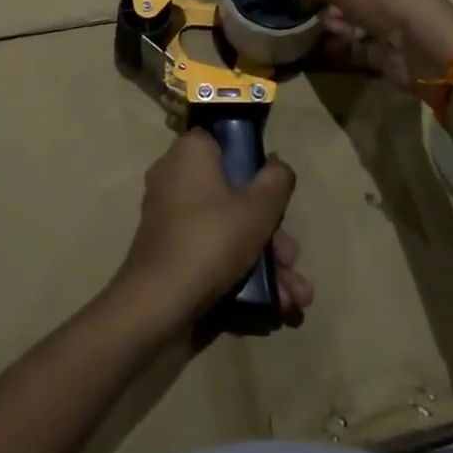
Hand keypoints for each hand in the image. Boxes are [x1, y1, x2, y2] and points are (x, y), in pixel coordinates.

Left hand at [113, 129, 312, 333]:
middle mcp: (175, 179)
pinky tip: (275, 306)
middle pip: (234, 195)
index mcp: (190, 153)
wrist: (156, 310)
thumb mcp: (257, 208)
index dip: (254, 164)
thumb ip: (276, 181)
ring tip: (296, 296)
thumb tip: (278, 165)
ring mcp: (171, 220)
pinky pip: (211, 254)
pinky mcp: (170, 256)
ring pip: (227, 230)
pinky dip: (241, 275)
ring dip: (265, 262)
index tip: (276, 193)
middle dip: (271, 232)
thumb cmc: (209, 240)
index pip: (225, 142)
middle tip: (291, 258)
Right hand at [297, 0, 452, 93]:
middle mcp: (406, 3)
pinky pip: (362, 52)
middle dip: (336, 8)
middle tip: (311, 13)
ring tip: (313, 31)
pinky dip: (343, 50)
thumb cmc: (392, 4)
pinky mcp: (396, 61)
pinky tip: (322, 49)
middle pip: (363, 4)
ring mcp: (403, 34)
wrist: (428, 52)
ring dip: (338, 29)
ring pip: (363, 29)